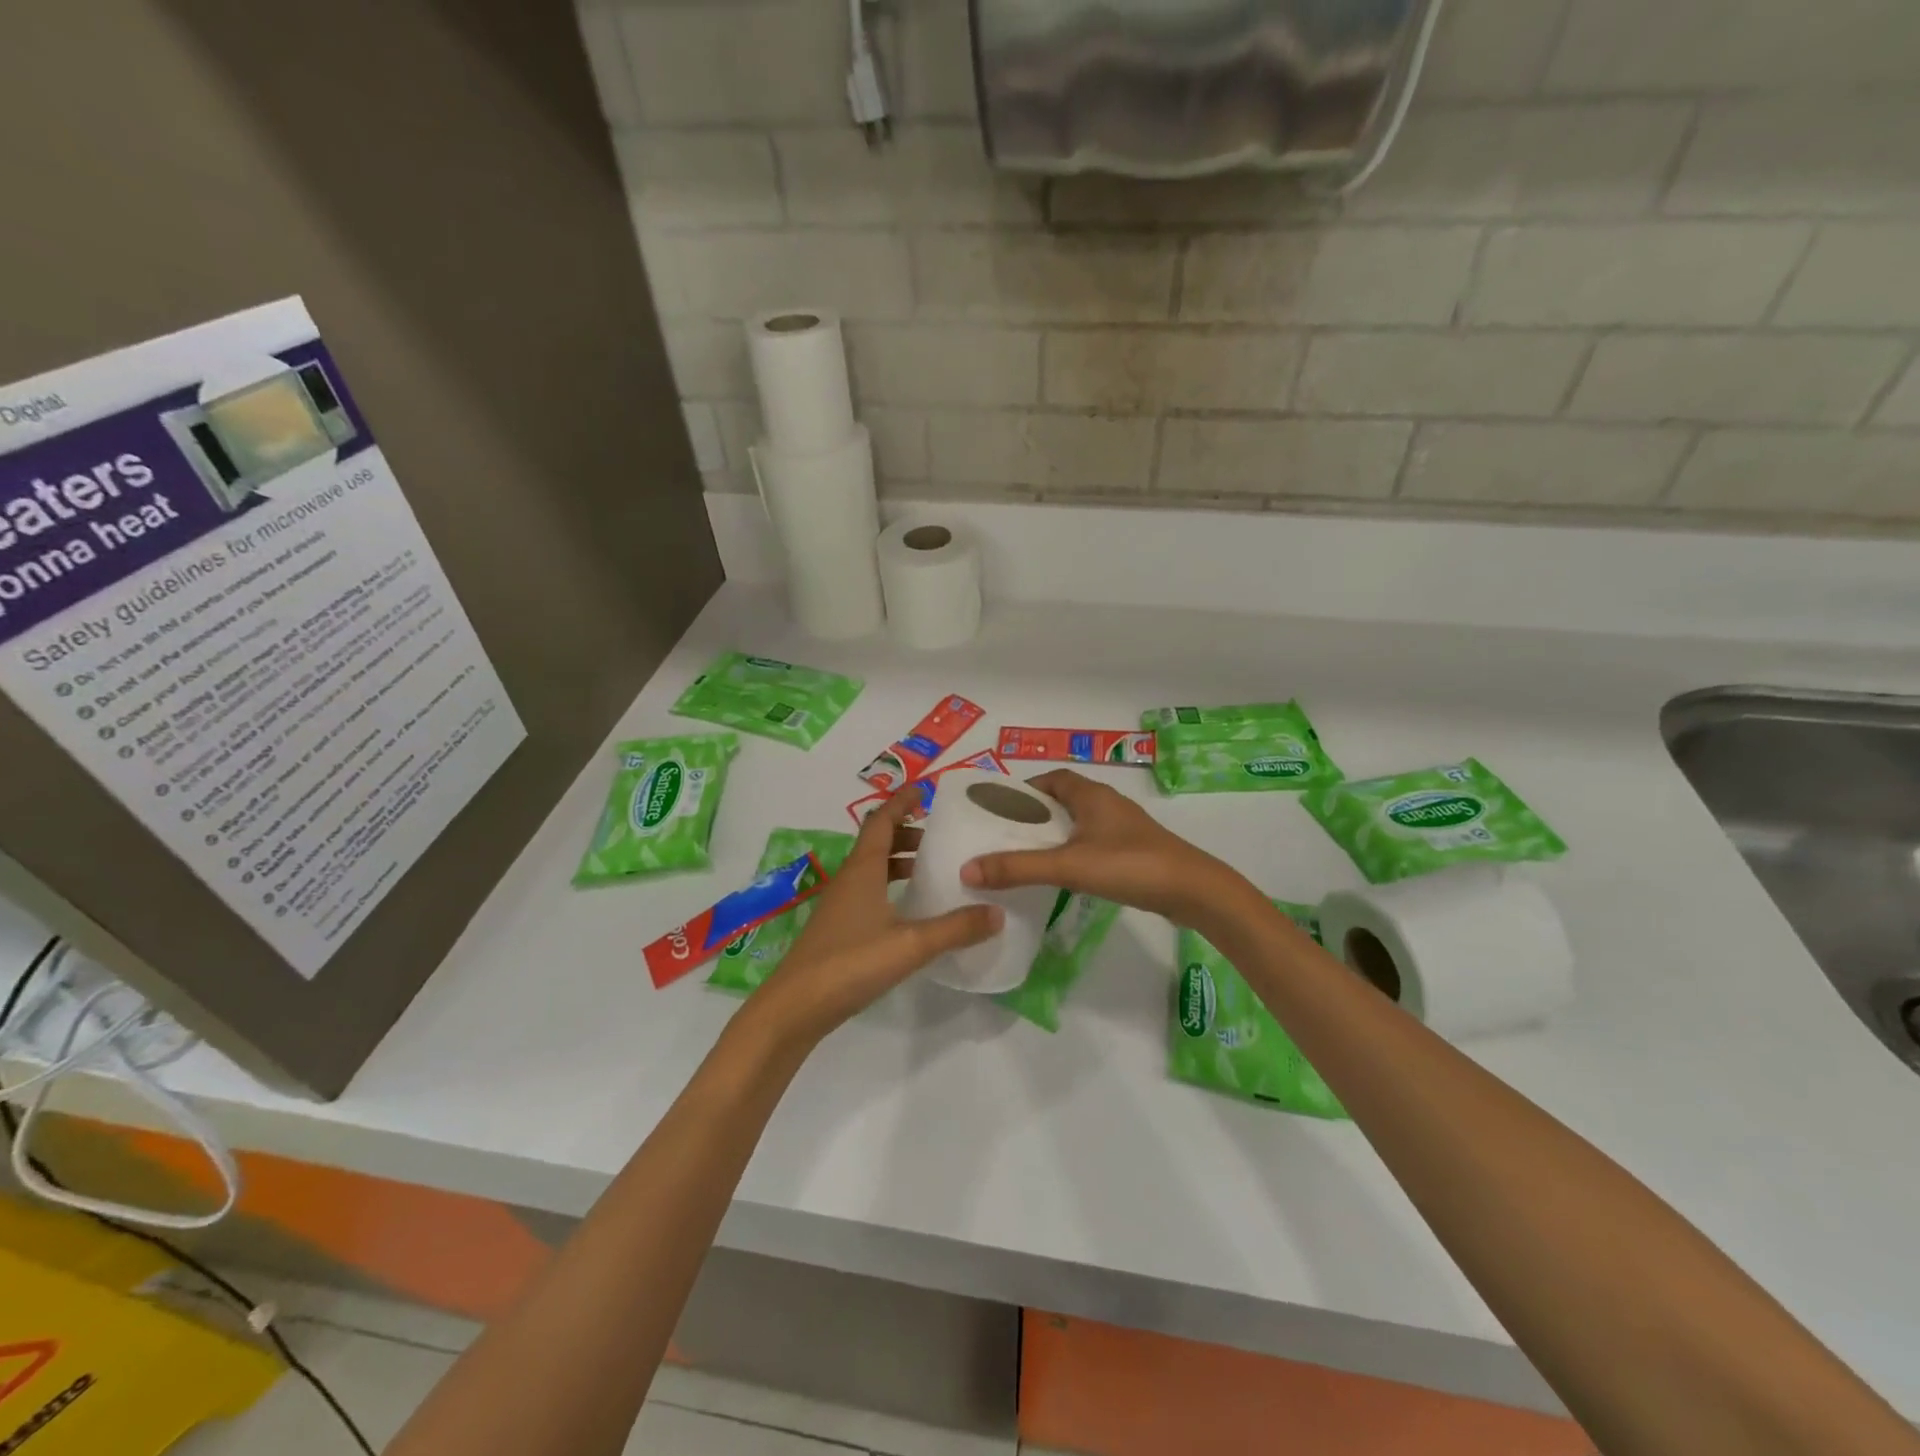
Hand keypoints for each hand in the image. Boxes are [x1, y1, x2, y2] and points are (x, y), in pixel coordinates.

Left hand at [753, 788, 1002, 1045]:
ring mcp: (841, 905)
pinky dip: (891, 887)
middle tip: (940, 836)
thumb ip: (955, 928)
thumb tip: (997, 912)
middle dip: (907, 832)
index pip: (881, 820)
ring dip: (899, 861)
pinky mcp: (839, 929)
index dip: (901, 802)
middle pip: (878, 842)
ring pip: (872, 868)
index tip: (925, 791)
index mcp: (863, 869)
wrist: (794, 1008)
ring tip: (931, 869)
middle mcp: (849, 879)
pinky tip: (909, 910)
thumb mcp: (911, 945)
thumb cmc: (850, 963)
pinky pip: (868, 892)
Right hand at [960, 769, 1246, 925]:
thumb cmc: (1129, 865)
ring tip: (1026, 856)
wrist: (1193, 891)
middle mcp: (1107, 803)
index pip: (1051, 779)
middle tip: (1005, 836)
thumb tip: (967, 870)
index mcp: (1091, 794)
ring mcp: (1123, 828)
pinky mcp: (1133, 850)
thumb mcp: (1068, 865)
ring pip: (1079, 823)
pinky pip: (1093, 842)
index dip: (1024, 790)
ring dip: (1054, 834)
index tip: (999, 809)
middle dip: (1034, 815)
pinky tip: (1063, 874)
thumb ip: (1018, 868)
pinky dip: (1073, 851)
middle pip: (1062, 800)